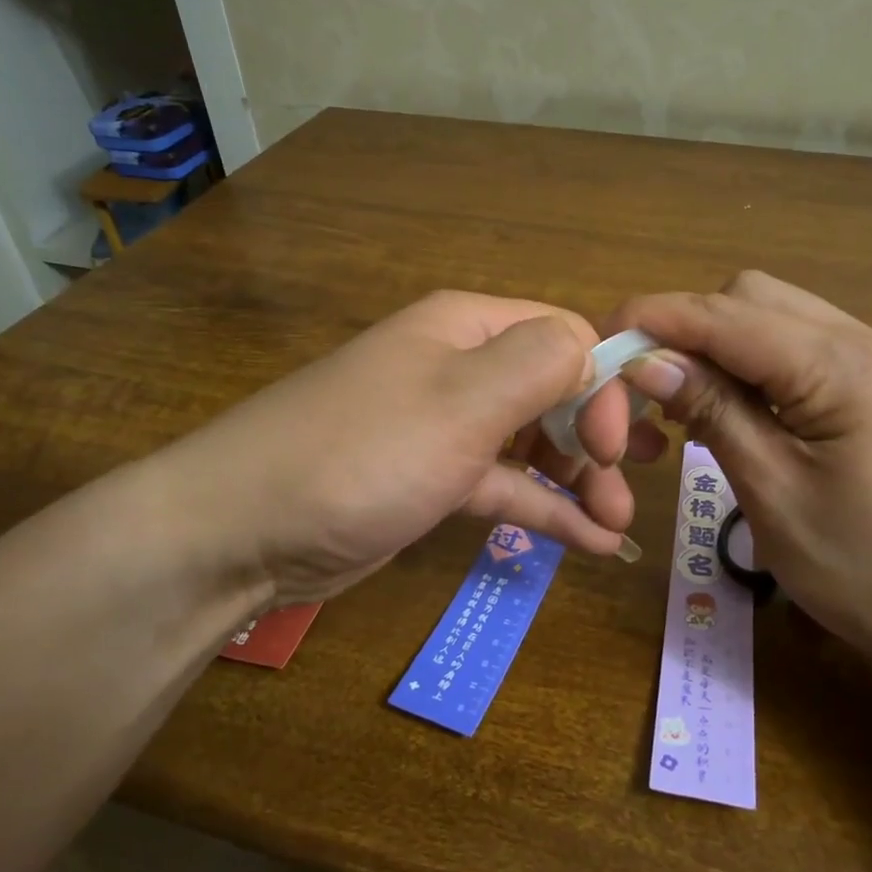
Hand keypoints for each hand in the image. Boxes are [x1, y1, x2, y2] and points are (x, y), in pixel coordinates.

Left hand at [132, 291, 661, 612]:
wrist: (242, 530)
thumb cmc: (364, 453)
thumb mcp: (462, 400)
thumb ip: (542, 362)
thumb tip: (595, 353)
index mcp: (468, 328)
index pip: (566, 338)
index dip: (602, 386)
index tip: (616, 447)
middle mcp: (460, 368)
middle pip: (554, 389)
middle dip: (598, 437)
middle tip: (628, 487)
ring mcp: (446, 428)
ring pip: (533, 442)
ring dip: (579, 480)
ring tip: (616, 526)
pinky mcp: (433, 481)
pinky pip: (503, 485)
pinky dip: (545, 509)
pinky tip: (590, 543)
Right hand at [613, 271, 871, 687]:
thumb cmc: (869, 572)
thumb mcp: (773, 492)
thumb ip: (712, 412)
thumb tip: (646, 360)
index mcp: (841, 364)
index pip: (725, 315)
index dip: (656, 319)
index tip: (600, 339)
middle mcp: (863, 341)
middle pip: (751, 297)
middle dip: (688, 326)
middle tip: (644, 383)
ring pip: (774, 317)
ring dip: (718, 344)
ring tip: (681, 399)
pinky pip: (798, 349)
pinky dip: (752, 364)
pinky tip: (732, 408)